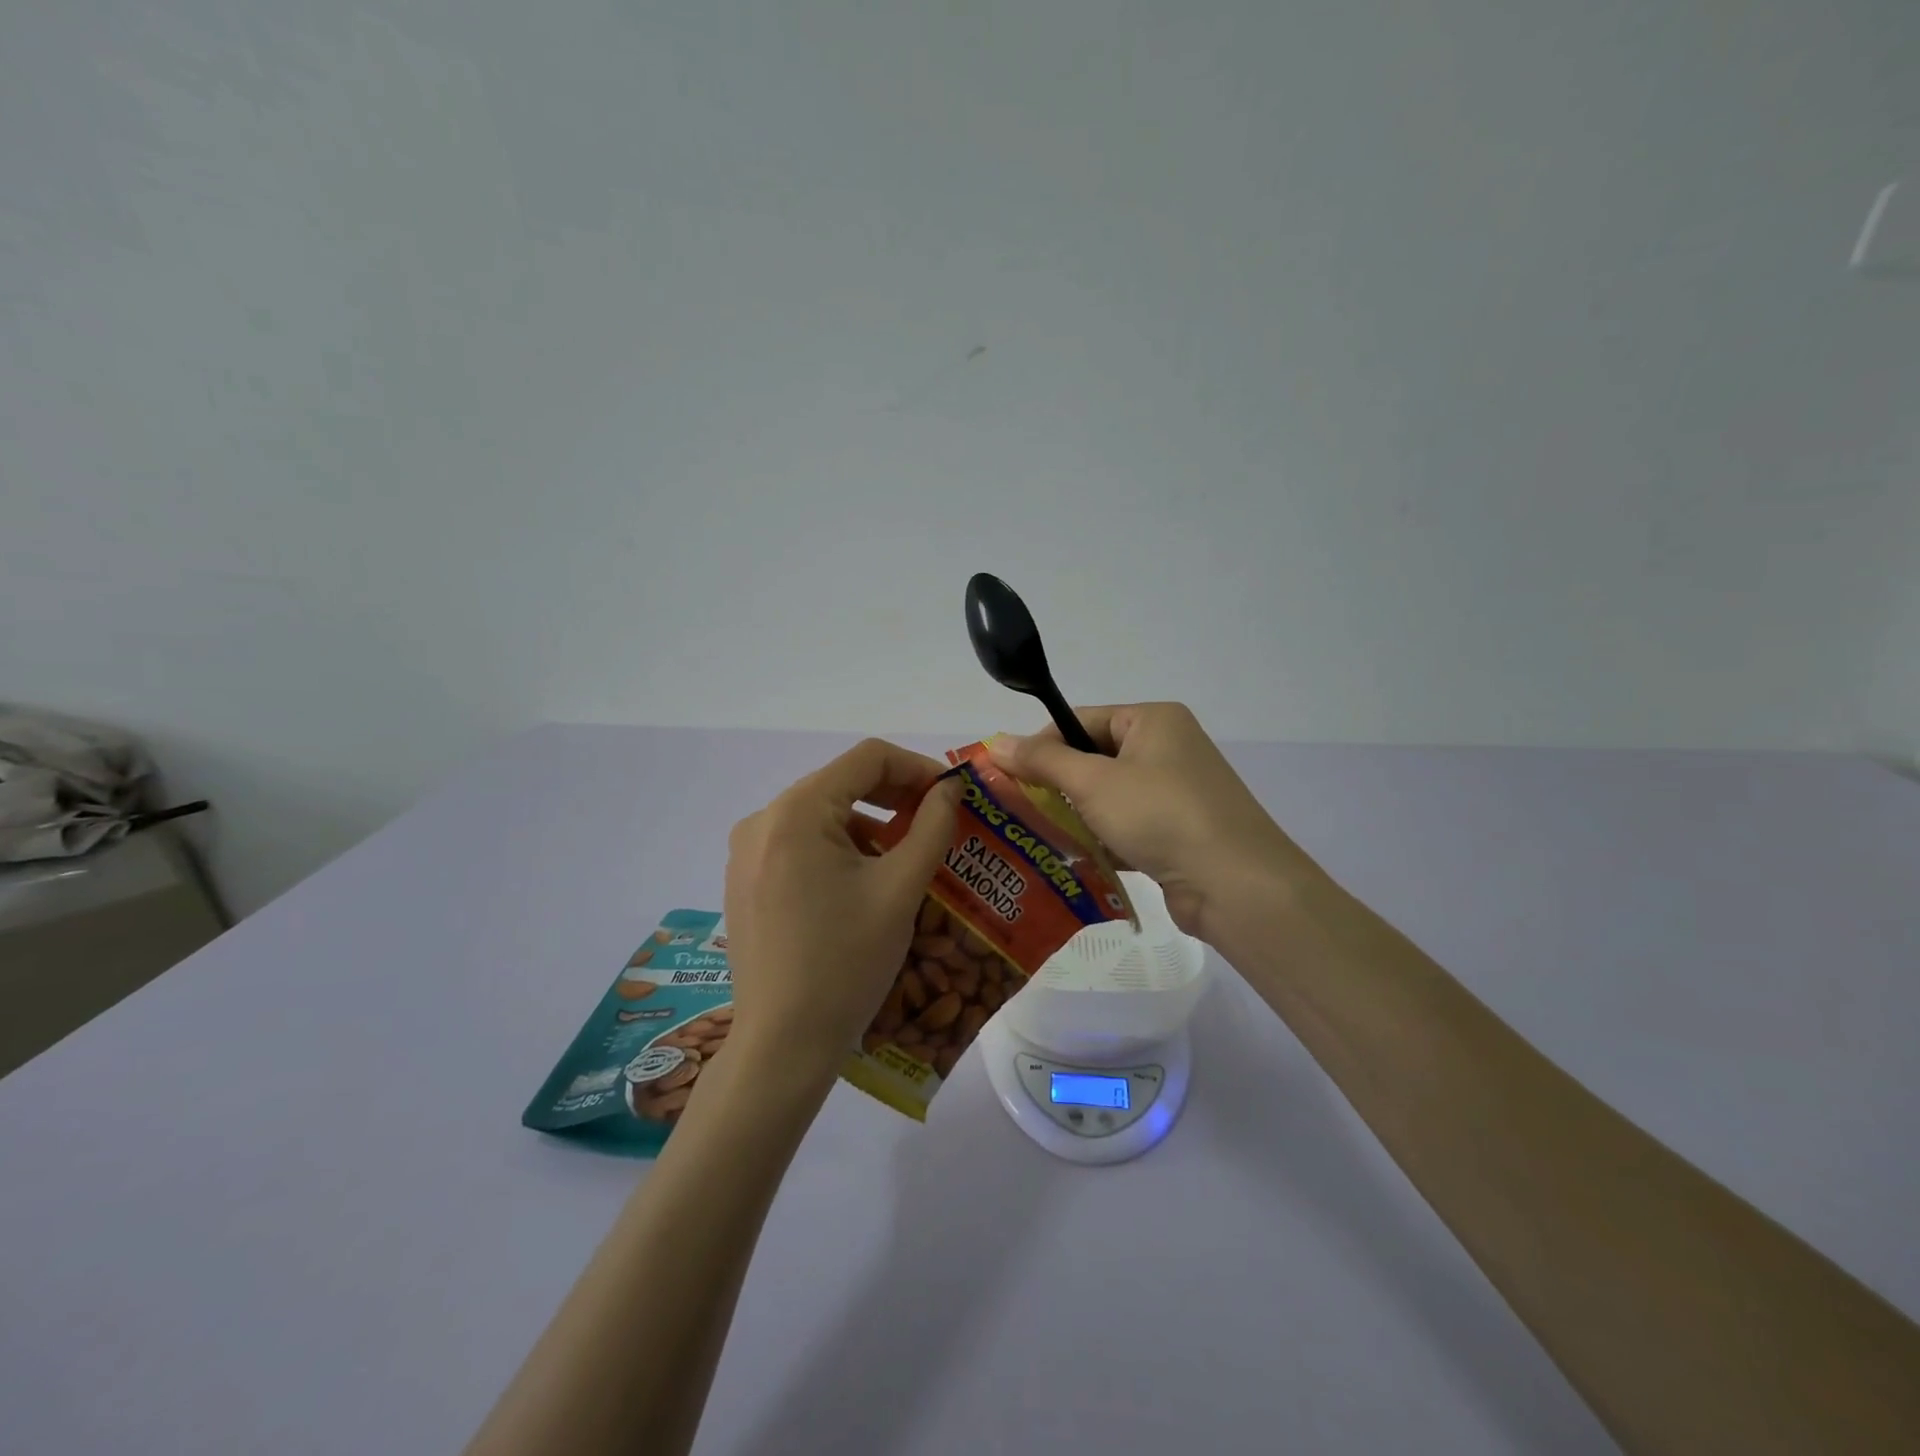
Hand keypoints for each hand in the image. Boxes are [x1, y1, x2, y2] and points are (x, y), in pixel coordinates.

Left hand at [722, 739, 960, 1092]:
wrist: (783, 1045)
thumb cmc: (846, 962)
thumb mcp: (900, 888)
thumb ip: (932, 826)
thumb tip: (951, 788)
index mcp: (796, 811)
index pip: (867, 758)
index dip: (918, 767)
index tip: (953, 795)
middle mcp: (763, 819)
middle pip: (842, 783)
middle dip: (896, 797)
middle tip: (938, 822)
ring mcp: (747, 852)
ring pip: (823, 815)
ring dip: (871, 825)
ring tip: (907, 858)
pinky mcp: (746, 880)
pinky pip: (801, 844)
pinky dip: (841, 849)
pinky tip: (865, 883)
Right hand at [988, 703, 1320, 944]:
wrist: (1234, 885)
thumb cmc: (1161, 815)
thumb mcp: (1094, 782)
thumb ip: (1042, 760)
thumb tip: (996, 741)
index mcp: (1153, 720)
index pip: (1082, 719)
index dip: (1043, 743)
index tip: (1008, 774)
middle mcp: (1167, 748)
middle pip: (1094, 757)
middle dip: (1057, 783)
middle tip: (1017, 806)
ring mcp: (1176, 792)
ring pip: (1109, 795)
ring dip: (1076, 814)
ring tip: (1036, 834)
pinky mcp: (1177, 831)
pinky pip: (1126, 825)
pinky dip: (1101, 838)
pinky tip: (1073, 857)